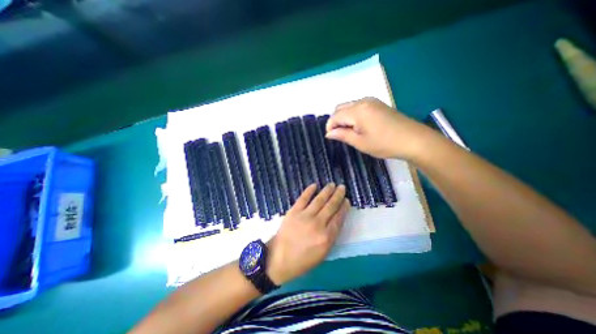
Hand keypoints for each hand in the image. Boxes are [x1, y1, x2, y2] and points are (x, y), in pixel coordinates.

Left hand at [266, 182, 349, 284]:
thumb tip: (336, 221)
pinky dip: (309, 191)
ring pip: (319, 200)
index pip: (338, 218)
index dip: (344, 208)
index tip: (347, 200)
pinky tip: (314, 185)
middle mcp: (318, 224)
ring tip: (332, 184)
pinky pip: (303, 198)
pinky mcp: (294, 211)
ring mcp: (305, 216)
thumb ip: (331, 237)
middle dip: (338, 196)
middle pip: (331, 206)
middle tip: (342, 187)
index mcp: (326, 237)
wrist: (279, 259)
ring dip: (327, 191)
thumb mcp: (322, 254)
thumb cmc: (302, 260)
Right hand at [326, 96, 432, 158]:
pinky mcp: (378, 104)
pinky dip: (353, 115)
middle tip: (340, 135)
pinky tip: (358, 126)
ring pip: (349, 106)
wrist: (413, 140)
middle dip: (336, 121)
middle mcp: (363, 101)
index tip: (331, 138)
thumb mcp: (360, 142)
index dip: (330, 127)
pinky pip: (358, 106)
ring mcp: (372, 101)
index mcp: (357, 110)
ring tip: (349, 132)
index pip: (335, 116)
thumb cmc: (384, 144)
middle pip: (340, 107)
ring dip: (344, 117)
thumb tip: (329, 134)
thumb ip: (342, 135)